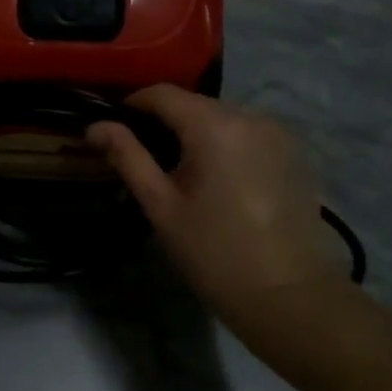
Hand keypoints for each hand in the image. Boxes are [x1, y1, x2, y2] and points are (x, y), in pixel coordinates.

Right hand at [88, 86, 347, 358]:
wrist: (289, 297)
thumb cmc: (214, 253)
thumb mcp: (161, 206)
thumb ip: (128, 157)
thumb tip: (95, 126)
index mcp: (214, 125)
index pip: (163, 93)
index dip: (133, 105)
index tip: (115, 129)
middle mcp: (250, 115)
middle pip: (195, 104)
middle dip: (166, 122)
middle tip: (145, 157)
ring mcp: (278, 132)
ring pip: (223, 117)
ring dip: (198, 133)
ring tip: (182, 171)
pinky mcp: (295, 152)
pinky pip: (248, 134)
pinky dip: (227, 144)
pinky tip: (219, 179)